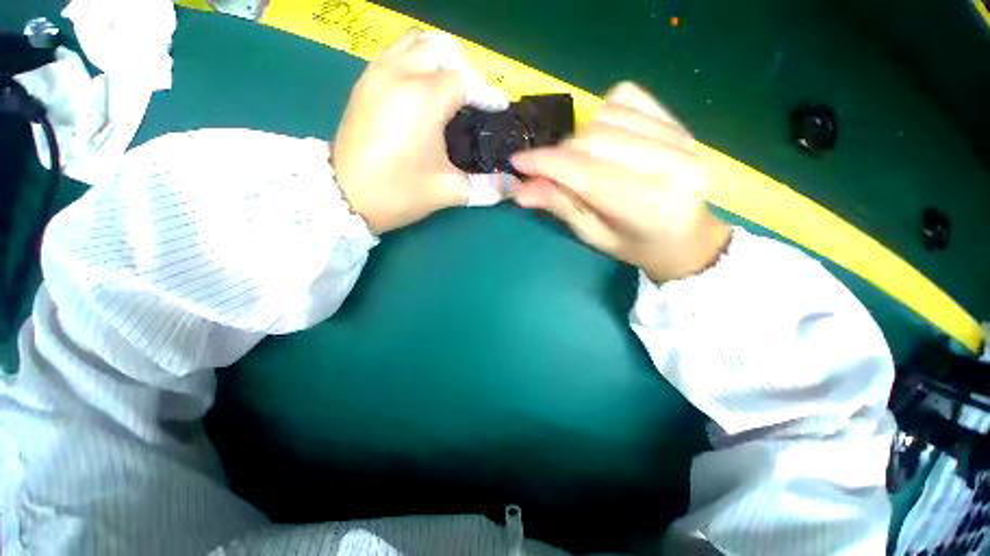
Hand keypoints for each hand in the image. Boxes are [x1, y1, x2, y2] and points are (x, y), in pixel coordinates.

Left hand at [332, 29, 508, 233]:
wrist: (344, 198)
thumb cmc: (398, 193)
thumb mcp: (448, 190)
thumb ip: (486, 186)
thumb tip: (513, 186)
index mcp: (422, 99)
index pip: (465, 80)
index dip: (487, 93)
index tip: (500, 109)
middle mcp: (398, 74)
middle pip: (441, 49)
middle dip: (465, 71)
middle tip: (474, 101)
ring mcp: (376, 74)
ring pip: (415, 44)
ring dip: (439, 61)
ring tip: (451, 92)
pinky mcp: (364, 83)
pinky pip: (396, 54)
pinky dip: (416, 63)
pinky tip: (423, 93)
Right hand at [510, 82, 731, 282]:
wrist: (686, 237)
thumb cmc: (636, 245)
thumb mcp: (593, 235)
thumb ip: (561, 206)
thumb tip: (521, 189)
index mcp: (648, 205)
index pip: (587, 173)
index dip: (547, 164)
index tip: (518, 161)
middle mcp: (672, 164)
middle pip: (594, 139)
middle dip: (561, 154)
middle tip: (550, 172)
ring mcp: (680, 137)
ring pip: (606, 115)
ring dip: (581, 137)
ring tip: (583, 161)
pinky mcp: (679, 121)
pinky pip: (627, 98)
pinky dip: (603, 113)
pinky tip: (605, 137)